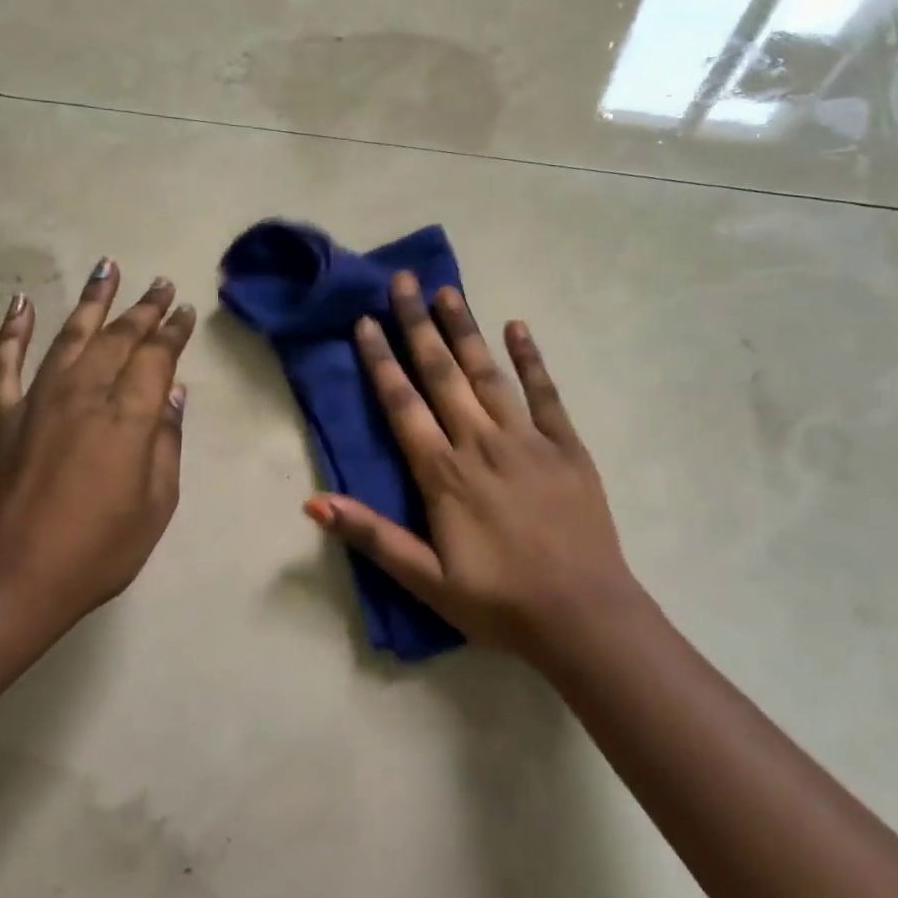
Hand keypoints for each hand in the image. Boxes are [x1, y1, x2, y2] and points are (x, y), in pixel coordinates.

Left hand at [0, 258, 194, 633]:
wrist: (9, 582)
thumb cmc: (97, 550)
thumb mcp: (155, 504)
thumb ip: (166, 442)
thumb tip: (173, 393)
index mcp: (127, 416)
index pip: (156, 358)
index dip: (173, 331)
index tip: (184, 311)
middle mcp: (83, 394)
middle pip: (118, 338)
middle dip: (143, 308)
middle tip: (160, 284)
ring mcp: (36, 401)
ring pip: (68, 336)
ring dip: (91, 301)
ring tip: (107, 268)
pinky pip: (4, 364)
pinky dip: (12, 331)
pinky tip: (22, 304)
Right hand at [304, 271, 635, 662]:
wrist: (584, 616)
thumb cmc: (499, 602)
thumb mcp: (426, 580)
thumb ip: (372, 536)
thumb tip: (313, 502)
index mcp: (444, 473)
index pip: (403, 404)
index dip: (381, 361)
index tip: (366, 320)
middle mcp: (481, 442)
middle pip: (443, 374)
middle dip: (418, 325)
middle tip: (403, 280)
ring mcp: (528, 440)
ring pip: (488, 373)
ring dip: (465, 330)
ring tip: (447, 290)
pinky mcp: (566, 446)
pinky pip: (546, 393)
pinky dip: (531, 358)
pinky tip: (517, 327)